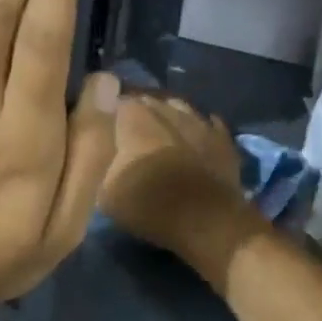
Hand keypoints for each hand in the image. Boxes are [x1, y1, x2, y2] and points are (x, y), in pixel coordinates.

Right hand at [99, 94, 255, 272]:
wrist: (203, 219)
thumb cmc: (146, 202)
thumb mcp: (102, 188)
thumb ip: (98, 159)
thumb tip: (98, 146)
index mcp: (133, 114)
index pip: (114, 101)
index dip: (109, 115)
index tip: (104, 130)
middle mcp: (165, 107)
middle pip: (148, 102)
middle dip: (139, 115)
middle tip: (131, 136)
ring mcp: (198, 120)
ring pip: (179, 110)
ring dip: (170, 119)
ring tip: (162, 136)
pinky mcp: (223, 138)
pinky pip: (208, 125)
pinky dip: (199, 131)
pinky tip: (195, 140)